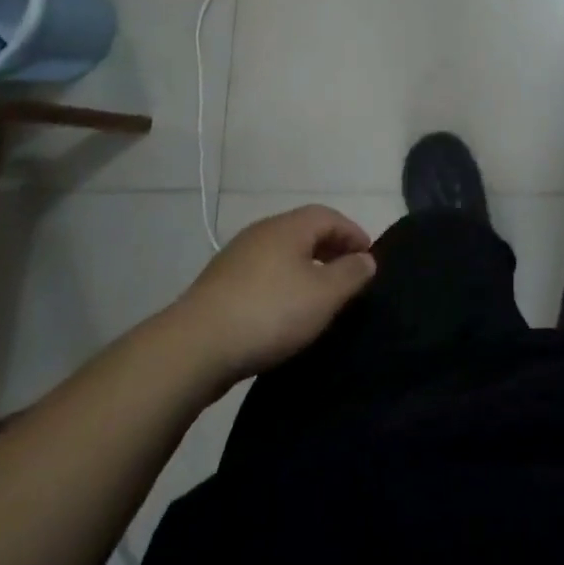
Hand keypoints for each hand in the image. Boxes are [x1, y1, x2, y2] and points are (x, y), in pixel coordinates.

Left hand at [173, 205, 376, 379]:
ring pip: (282, 254)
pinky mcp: (219, 285)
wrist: (194, 348)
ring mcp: (236, 258)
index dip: (353, 233)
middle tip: (349, 275)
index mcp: (289, 227)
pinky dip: (282, 283)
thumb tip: (366, 259)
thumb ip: (351, 274)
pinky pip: (263, 274)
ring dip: (306, 267)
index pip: (330, 216)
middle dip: (331, 249)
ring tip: (320, 295)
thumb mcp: (324, 295)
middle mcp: (262, 232)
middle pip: (304, 232)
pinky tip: (285, 311)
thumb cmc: (270, 313)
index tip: (369, 258)